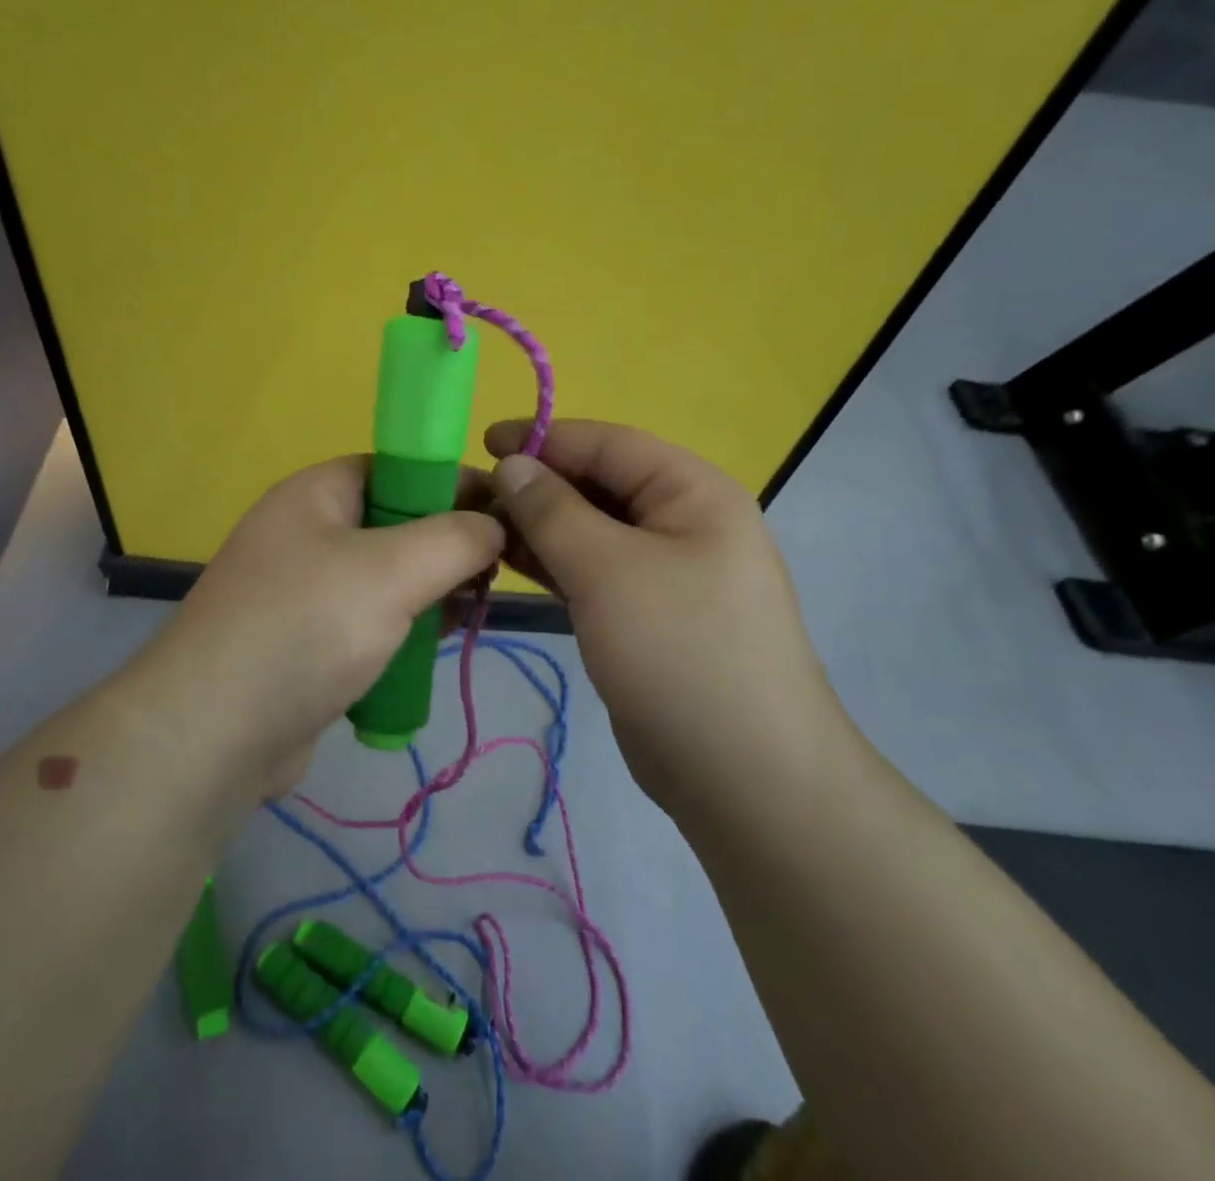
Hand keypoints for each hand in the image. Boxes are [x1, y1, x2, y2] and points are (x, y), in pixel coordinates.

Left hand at [133, 456, 503, 799]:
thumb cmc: (306, 628)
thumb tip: (494, 525)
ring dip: (428, 592)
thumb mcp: (393, 570)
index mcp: (317, 493)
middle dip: (447, 545)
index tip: (508, 514)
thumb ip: (455, 539)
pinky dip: (400, 629)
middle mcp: (307, 532)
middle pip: (396, 523)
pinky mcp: (305, 641)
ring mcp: (302, 589)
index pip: (399, 468)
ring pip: (385, 577)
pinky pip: (367, 620)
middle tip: (495, 573)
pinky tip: (432, 647)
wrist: (213, 733)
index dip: (454, 484)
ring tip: (473, 611)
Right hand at [485, 419, 845, 808]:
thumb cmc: (680, 652)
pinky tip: (506, 562)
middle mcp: (682, 522)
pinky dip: (551, 563)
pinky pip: (591, 571)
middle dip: (536, 485)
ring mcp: (664, 572)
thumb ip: (553, 510)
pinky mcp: (644, 614)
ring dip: (537, 525)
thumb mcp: (608, 570)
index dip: (545, 437)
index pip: (609, 444)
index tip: (482, 440)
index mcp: (692, 492)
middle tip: (470, 495)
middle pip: (598, 484)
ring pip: (590, 530)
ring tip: (477, 527)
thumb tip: (511, 464)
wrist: (744, 776)